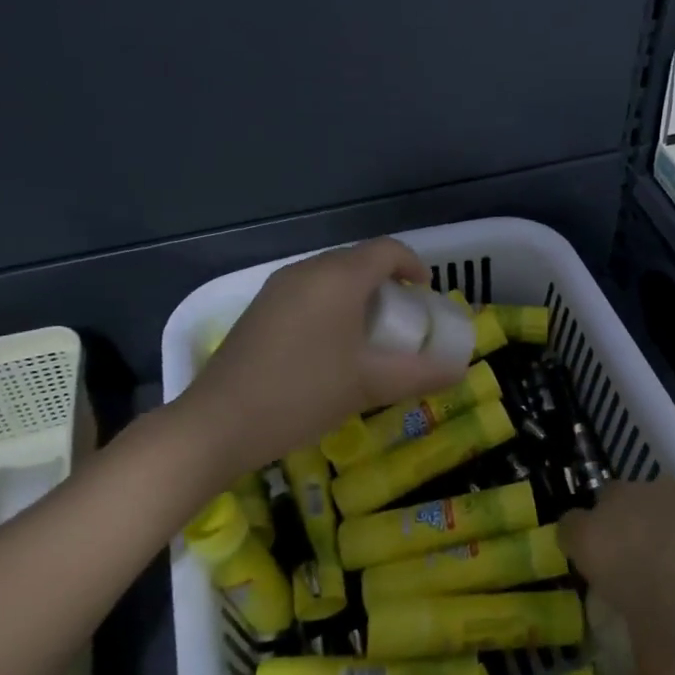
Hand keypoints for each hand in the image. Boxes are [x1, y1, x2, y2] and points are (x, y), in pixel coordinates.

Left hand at [175, 238, 470, 479]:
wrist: (216, 424)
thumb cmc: (302, 395)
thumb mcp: (369, 386)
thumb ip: (419, 374)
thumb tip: (458, 370)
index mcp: (338, 278)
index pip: (387, 250)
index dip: (414, 266)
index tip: (427, 297)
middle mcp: (307, 271)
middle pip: (359, 260)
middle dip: (388, 283)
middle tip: (402, 320)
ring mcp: (277, 288)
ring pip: (331, 276)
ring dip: (358, 295)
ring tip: (370, 334)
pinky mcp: (259, 309)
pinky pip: (308, 292)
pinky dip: (331, 305)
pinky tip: (330, 346)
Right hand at [560, 479, 674, 674]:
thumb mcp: (663, 662)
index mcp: (593, 542)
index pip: (566, 534)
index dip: (581, 556)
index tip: (602, 584)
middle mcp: (617, 505)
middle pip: (606, 512)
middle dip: (619, 538)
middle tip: (641, 578)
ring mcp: (658, 488)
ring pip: (646, 507)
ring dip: (658, 533)